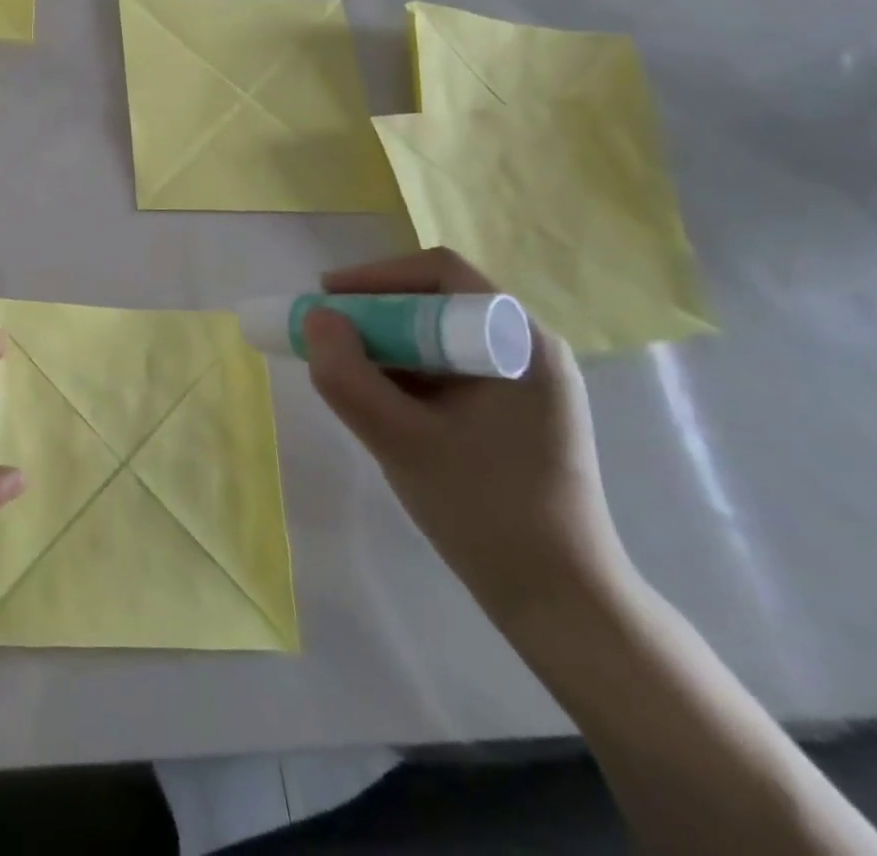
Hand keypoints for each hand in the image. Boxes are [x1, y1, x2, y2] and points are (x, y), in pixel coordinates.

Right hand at [303, 249, 633, 627]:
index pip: (441, 273)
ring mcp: (524, 382)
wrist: (560, 602)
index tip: (326, 298)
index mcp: (519, 342)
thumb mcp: (400, 441)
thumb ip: (347, 376)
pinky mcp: (512, 411)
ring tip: (345, 369)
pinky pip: (447, 367)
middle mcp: (528, 348)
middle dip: (374, 311)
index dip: (376, 276)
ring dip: (386, 342)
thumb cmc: (485, 512)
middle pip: (438, 299)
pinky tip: (379, 400)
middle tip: (327, 334)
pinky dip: (405, 371)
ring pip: (438, 335)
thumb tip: (315, 319)